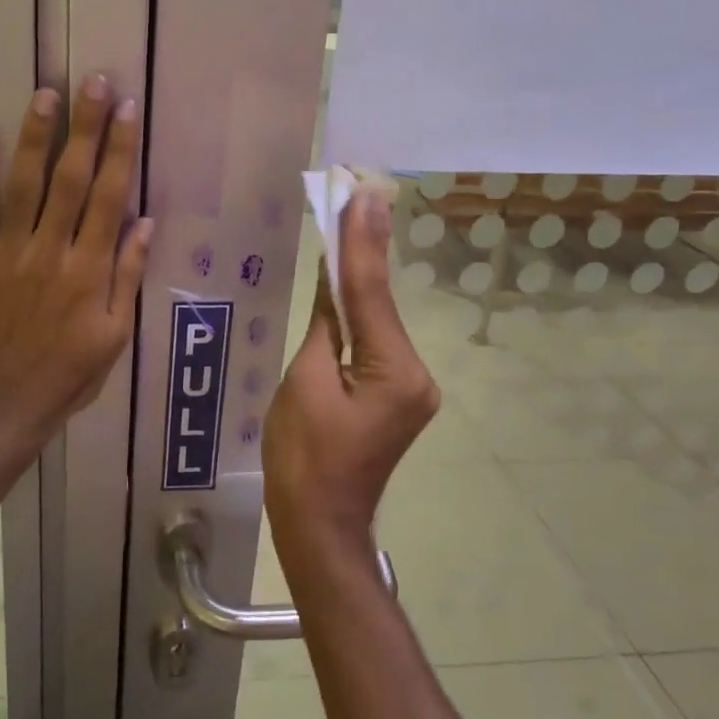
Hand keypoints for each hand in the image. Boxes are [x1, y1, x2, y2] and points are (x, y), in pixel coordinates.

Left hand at [0, 76, 152, 448]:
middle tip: (94, 82)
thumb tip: (144, 222)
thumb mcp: (116, 333)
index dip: (119, 151)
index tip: (127, 110)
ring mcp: (8, 254)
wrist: (7, 401)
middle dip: (85, 128)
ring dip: (35, 137)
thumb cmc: (71, 370)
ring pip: (24, 186)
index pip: (108, 197)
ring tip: (46, 94)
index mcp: (90, 269)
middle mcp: (51, 251)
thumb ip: (128, 275)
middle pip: (70, 179)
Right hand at [263, 189, 439, 546]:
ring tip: (345, 223)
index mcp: (396, 372)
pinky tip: (343, 282)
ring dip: (357, 281)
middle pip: (379, 303)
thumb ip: (326, 322)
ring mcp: (412, 386)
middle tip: (352, 196)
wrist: (319, 525)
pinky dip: (357, 314)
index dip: (362, 241)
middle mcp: (417, 374)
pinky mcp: (399, 394)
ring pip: (378, 321)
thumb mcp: (303, 380)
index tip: (362, 193)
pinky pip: (375, 343)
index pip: (370, 293)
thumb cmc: (301, 458)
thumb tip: (333, 276)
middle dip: (361, 253)